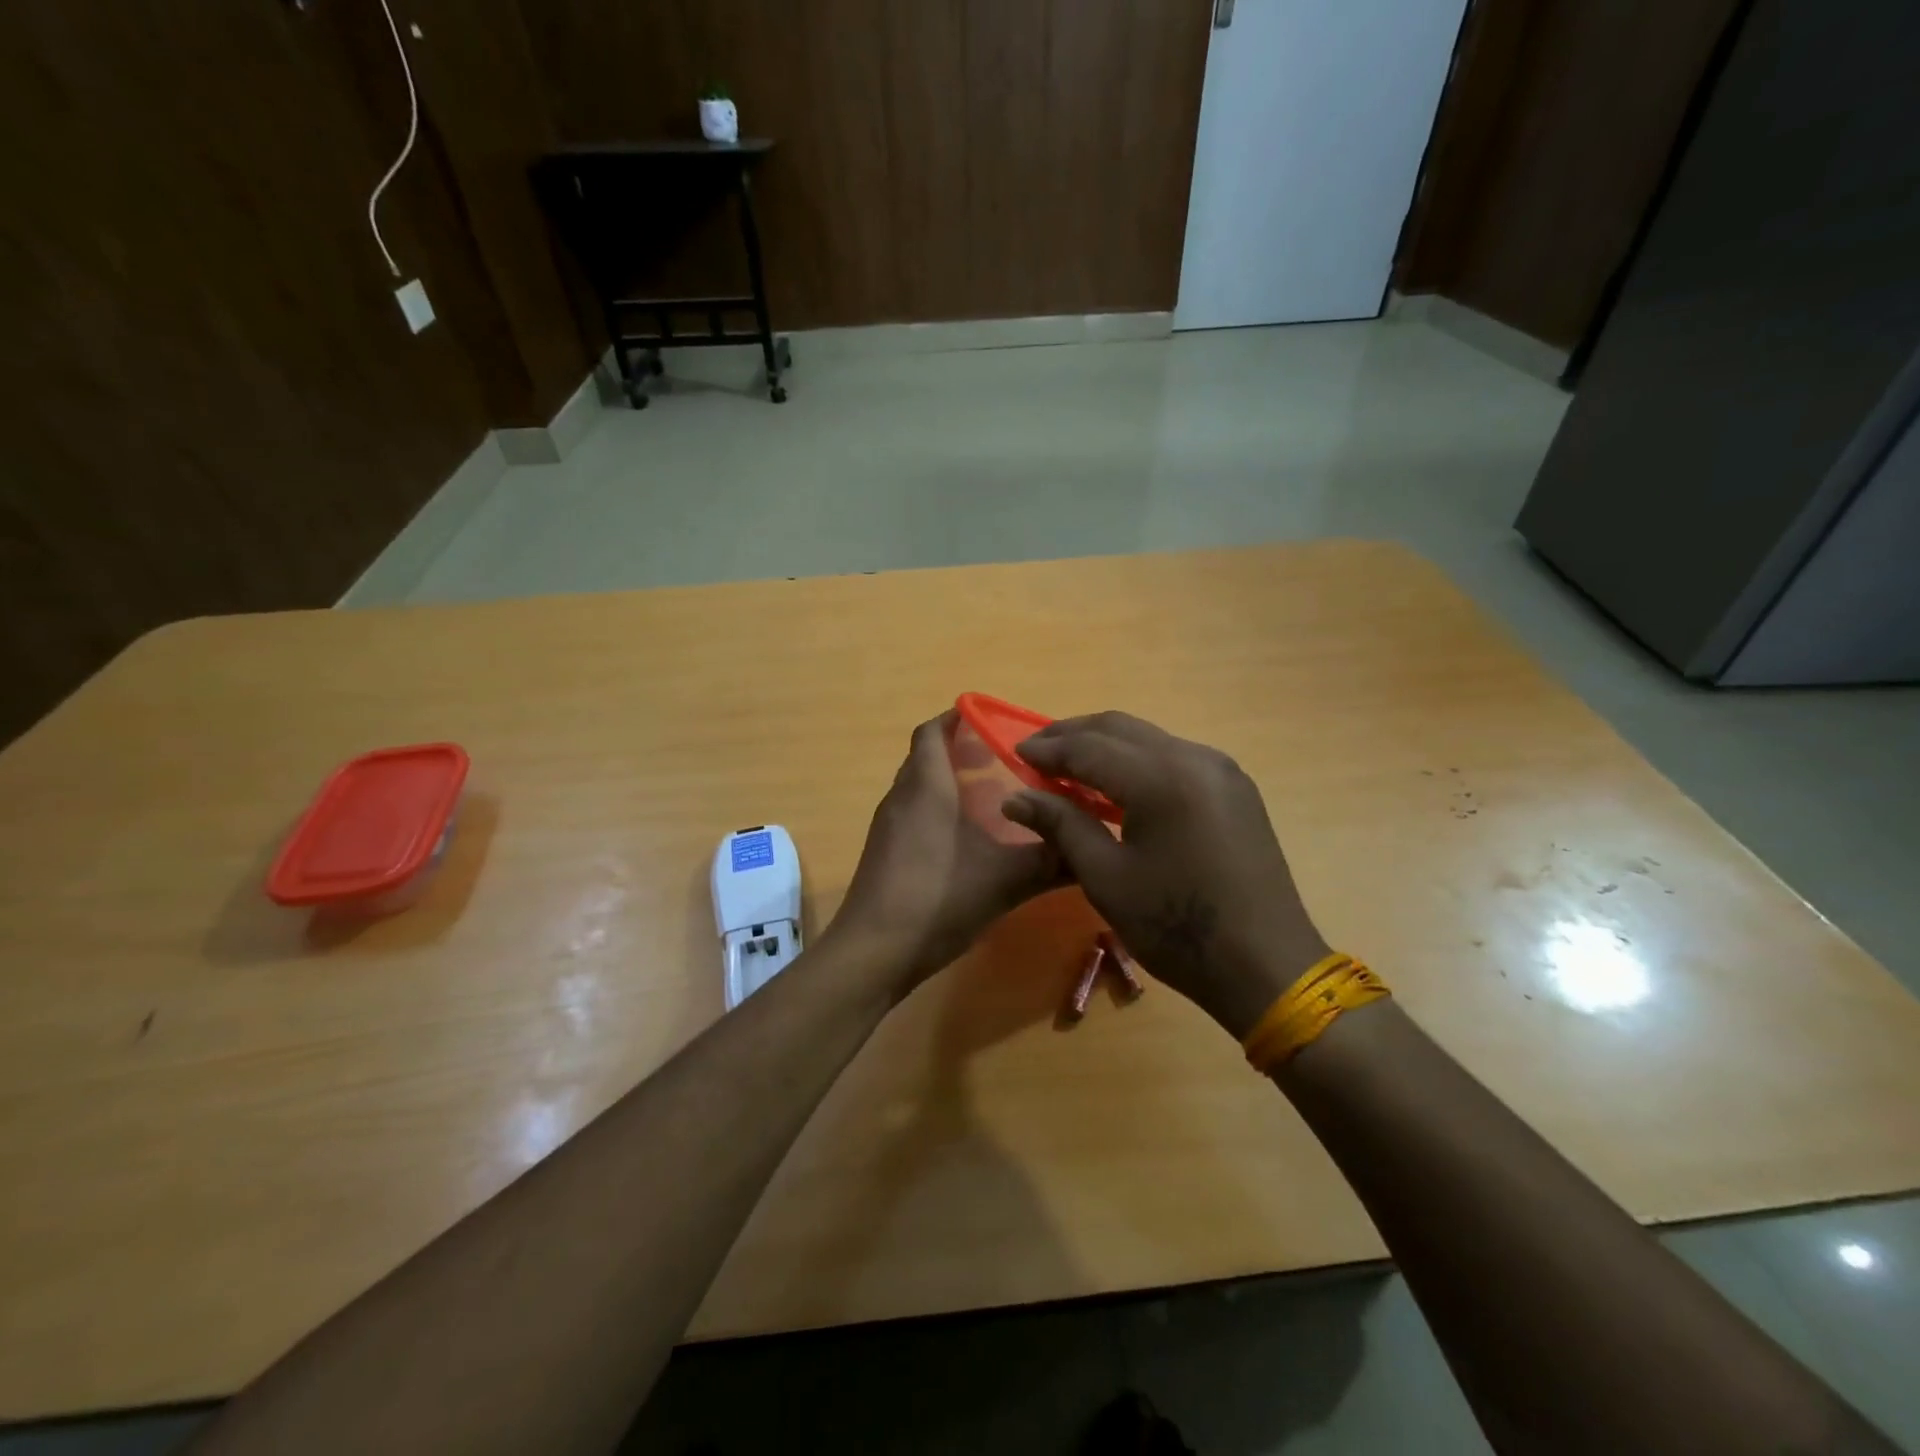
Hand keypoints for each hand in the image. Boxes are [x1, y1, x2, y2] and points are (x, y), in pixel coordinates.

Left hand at [827, 711, 1065, 991]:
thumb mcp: (1004, 880)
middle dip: (961, 751)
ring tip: (994, 797)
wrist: (873, 953)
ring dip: (950, 783)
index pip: (932, 732)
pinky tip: (968, 840)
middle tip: (1005, 760)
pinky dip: (938, 811)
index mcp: (926, 787)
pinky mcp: (884, 854)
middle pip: (926, 757)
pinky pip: (913, 814)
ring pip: (919, 787)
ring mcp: (888, 827)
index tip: (992, 720)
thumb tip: (1093, 849)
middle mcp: (901, 798)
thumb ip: (1050, 862)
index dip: (957, 718)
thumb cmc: (937, 899)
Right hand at [1003, 711, 1329, 1038]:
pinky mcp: (1234, 786)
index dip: (1048, 749)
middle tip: (1037, 752)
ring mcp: (1220, 769)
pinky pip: (1173, 755)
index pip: (1089, 747)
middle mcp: (1194, 758)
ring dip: (1105, 744)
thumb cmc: (1176, 927)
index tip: (1015, 753)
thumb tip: (1014, 797)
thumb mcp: (1106, 878)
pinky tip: (1118, 783)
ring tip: (1070, 765)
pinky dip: (1137, 759)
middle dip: (1073, 734)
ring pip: (1149, 737)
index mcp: (1161, 779)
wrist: (1266, 965)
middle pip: (1120, 728)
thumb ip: (1061, 825)